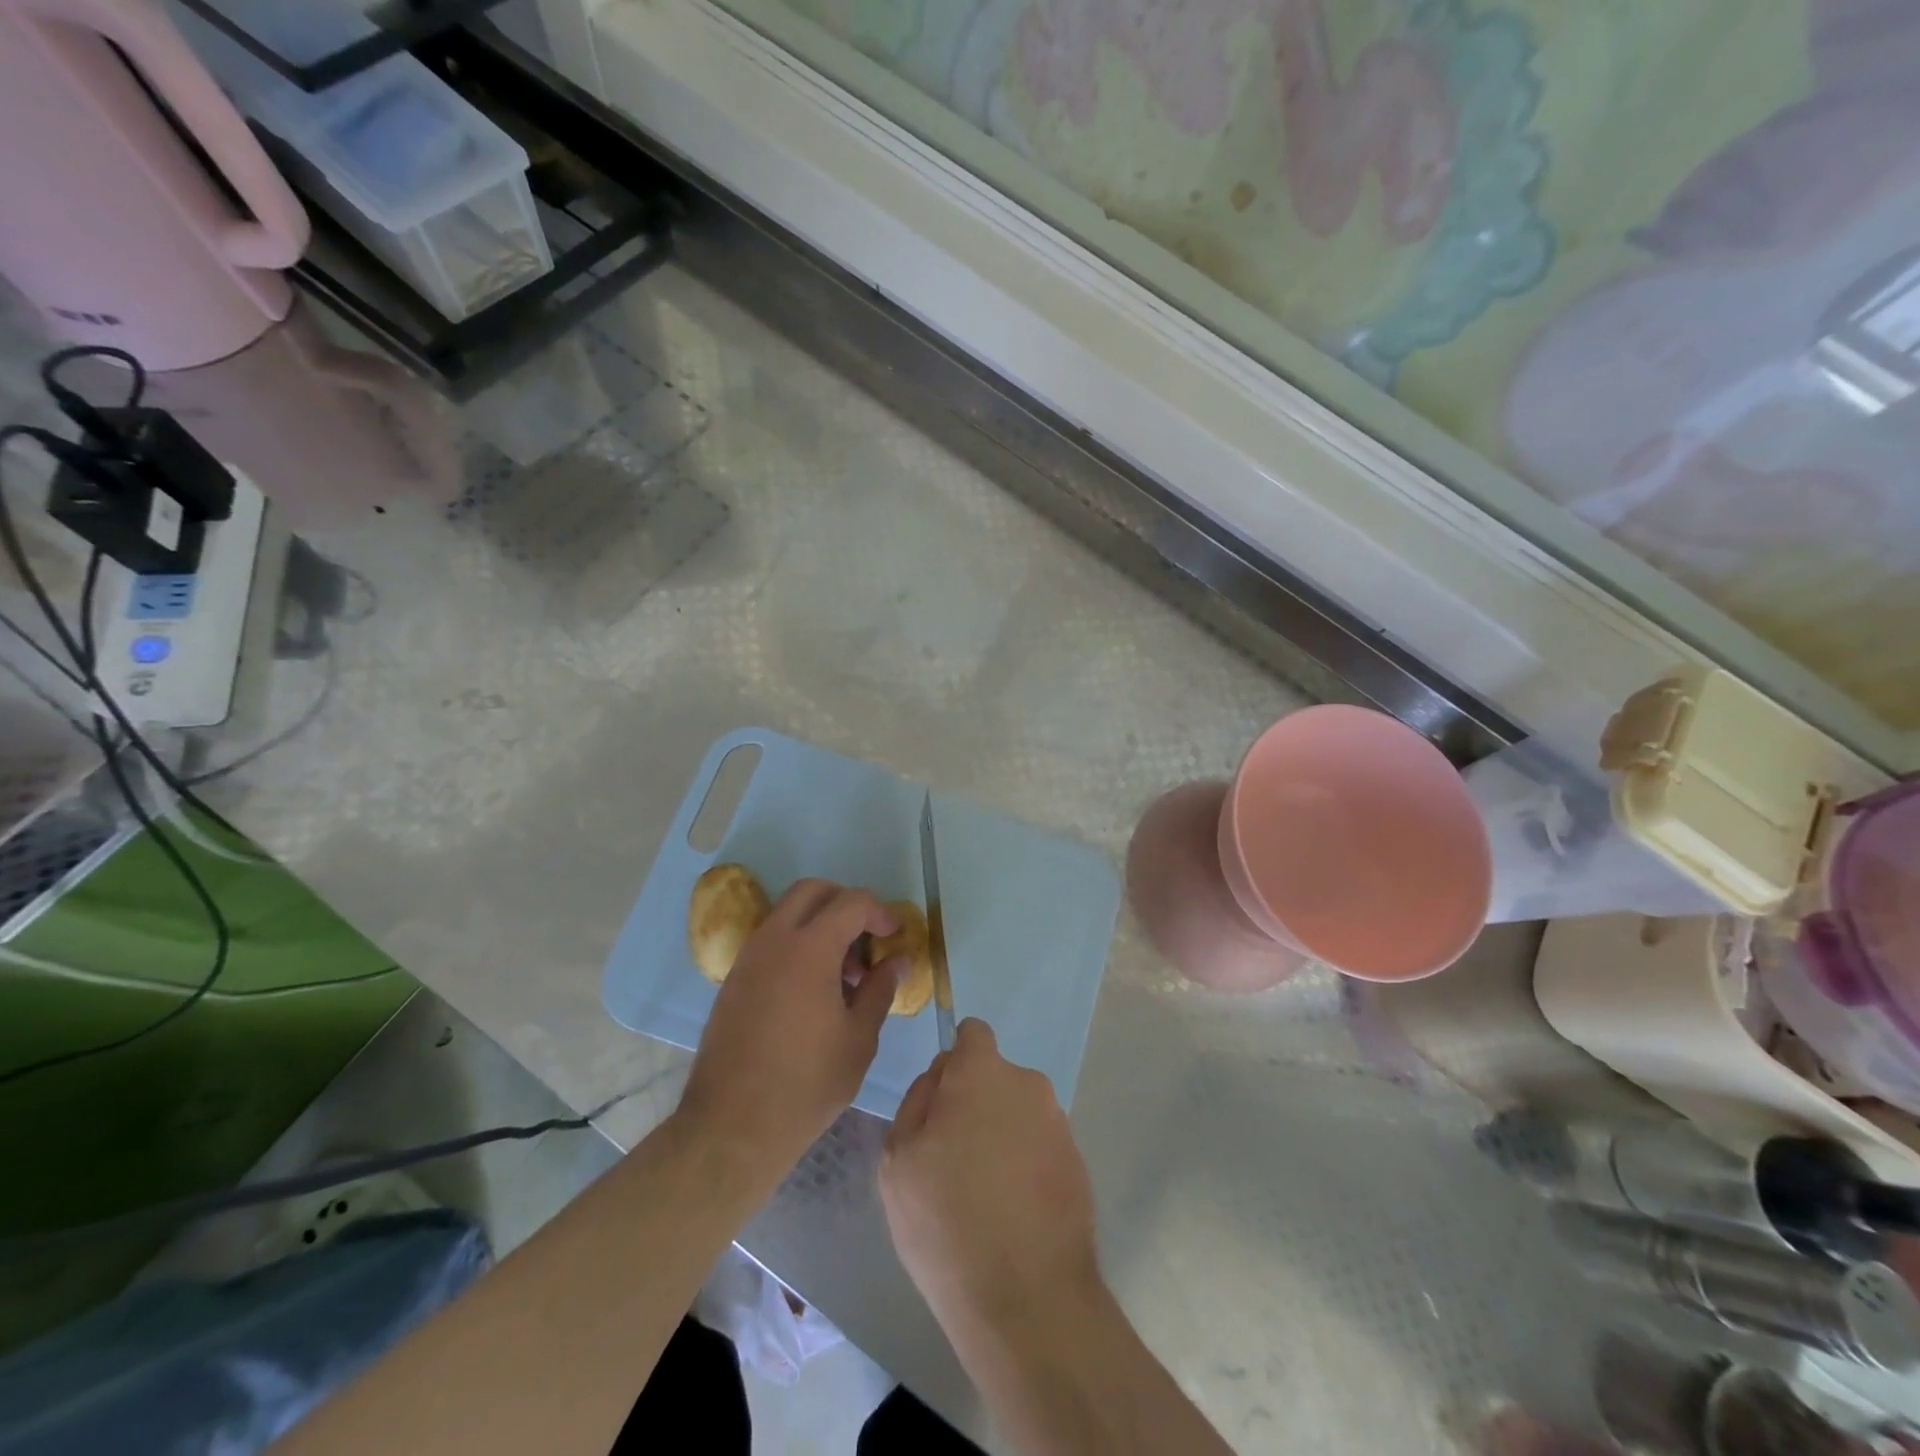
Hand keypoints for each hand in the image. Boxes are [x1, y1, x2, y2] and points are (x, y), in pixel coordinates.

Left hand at [678, 879, 902, 1177]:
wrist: (731, 1127)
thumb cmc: (806, 1084)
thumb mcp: (859, 1039)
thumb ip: (880, 989)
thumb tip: (897, 961)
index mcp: (809, 948)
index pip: (852, 902)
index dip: (880, 912)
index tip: (896, 936)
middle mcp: (774, 940)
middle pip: (813, 892)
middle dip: (846, 904)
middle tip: (868, 939)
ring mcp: (748, 957)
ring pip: (789, 914)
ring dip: (820, 925)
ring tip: (844, 974)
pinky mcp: (734, 979)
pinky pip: (772, 940)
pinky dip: (797, 944)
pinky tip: (813, 990)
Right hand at [880, 1019, 1101, 1345]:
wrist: (1029, 1299)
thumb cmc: (947, 1221)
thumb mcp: (898, 1158)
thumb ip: (918, 1100)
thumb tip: (941, 1077)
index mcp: (983, 1072)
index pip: (972, 1034)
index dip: (953, 1062)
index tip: (941, 1104)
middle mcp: (1028, 1084)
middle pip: (994, 1078)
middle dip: (974, 1103)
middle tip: (952, 1160)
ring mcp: (1059, 1123)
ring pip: (1017, 1113)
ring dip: (1000, 1136)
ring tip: (982, 1196)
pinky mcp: (1078, 1162)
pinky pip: (1039, 1146)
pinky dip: (1025, 1165)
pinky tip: (1011, 1213)